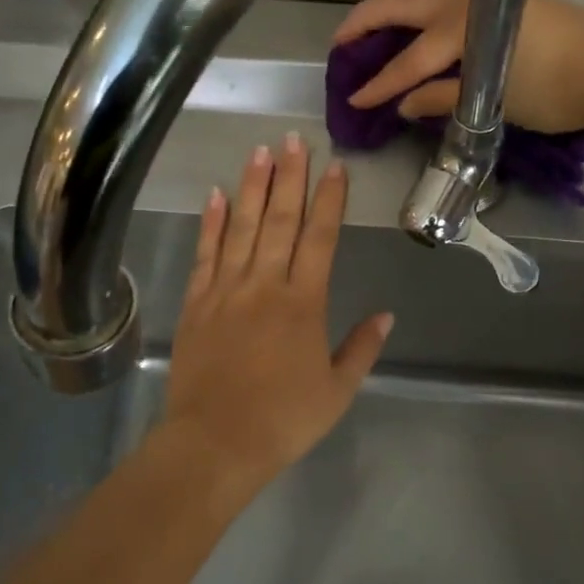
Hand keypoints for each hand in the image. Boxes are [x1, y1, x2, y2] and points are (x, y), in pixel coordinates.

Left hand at [158, 134, 392, 483]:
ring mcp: (226, 290)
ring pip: (242, 227)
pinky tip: (216, 194)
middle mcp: (265, 285)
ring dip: (252, 186)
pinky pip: (205, 254)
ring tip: (259, 151)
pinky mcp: (196, 303)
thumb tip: (387, 315)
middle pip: (280, 220)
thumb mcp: (337, 391)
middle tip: (293, 139)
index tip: (334, 167)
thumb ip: (362, 349)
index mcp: (304, 303)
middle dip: (289, 177)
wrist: (215, 444)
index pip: (320, 238)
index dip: (329, 200)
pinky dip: (211, 223)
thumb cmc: (283, 420)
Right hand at [333, 0, 583, 133]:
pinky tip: (418, 22)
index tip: (352, 99)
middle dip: (365, 22)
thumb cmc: (554, 89)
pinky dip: (422, 7)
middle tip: (340, 43)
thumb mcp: (493, 102)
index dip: (378, 84)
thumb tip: (404, 105)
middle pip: (402, 5)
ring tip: (373, 29)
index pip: (407, 60)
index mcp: (460, 26)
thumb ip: (444, 99)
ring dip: (393, 8)